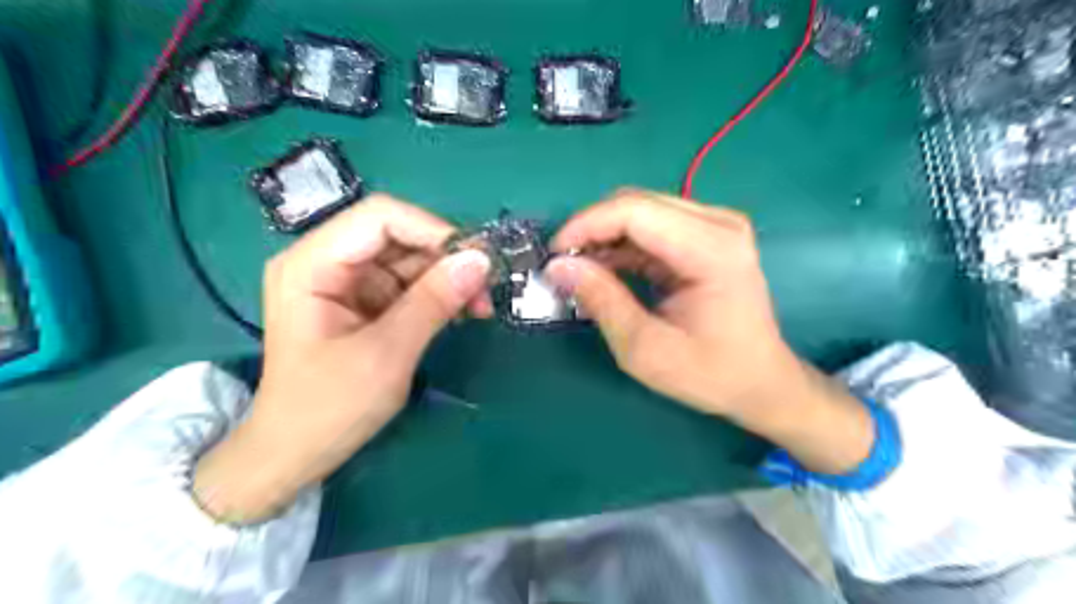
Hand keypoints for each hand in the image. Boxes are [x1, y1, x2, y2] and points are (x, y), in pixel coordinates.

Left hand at [195, 196, 490, 522]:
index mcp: (312, 264)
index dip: (433, 229)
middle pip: (399, 235)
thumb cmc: (329, 408)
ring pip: (410, 259)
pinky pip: (409, 283)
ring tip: (480, 307)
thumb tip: (481, 260)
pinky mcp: (364, 302)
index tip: (476, 260)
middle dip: (446, 258)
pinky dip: (439, 295)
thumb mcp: (387, 354)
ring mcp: (347, 281)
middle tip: (486, 290)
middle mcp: (327, 261)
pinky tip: (463, 312)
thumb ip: (433, 302)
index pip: (380, 217)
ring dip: (448, 278)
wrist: (297, 455)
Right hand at [547, 190, 873, 474]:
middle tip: (563, 265)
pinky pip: (654, 225)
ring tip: (579, 271)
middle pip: (636, 203)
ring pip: (641, 210)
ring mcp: (716, 226)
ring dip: (605, 236)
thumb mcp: (645, 348)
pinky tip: (605, 270)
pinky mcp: (709, 236)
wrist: (760, 382)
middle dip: (591, 229)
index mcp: (711, 249)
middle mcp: (718, 224)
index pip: (634, 211)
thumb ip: (601, 301)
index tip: (554, 254)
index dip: (585, 225)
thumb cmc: (710, 374)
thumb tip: (558, 267)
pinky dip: (623, 245)